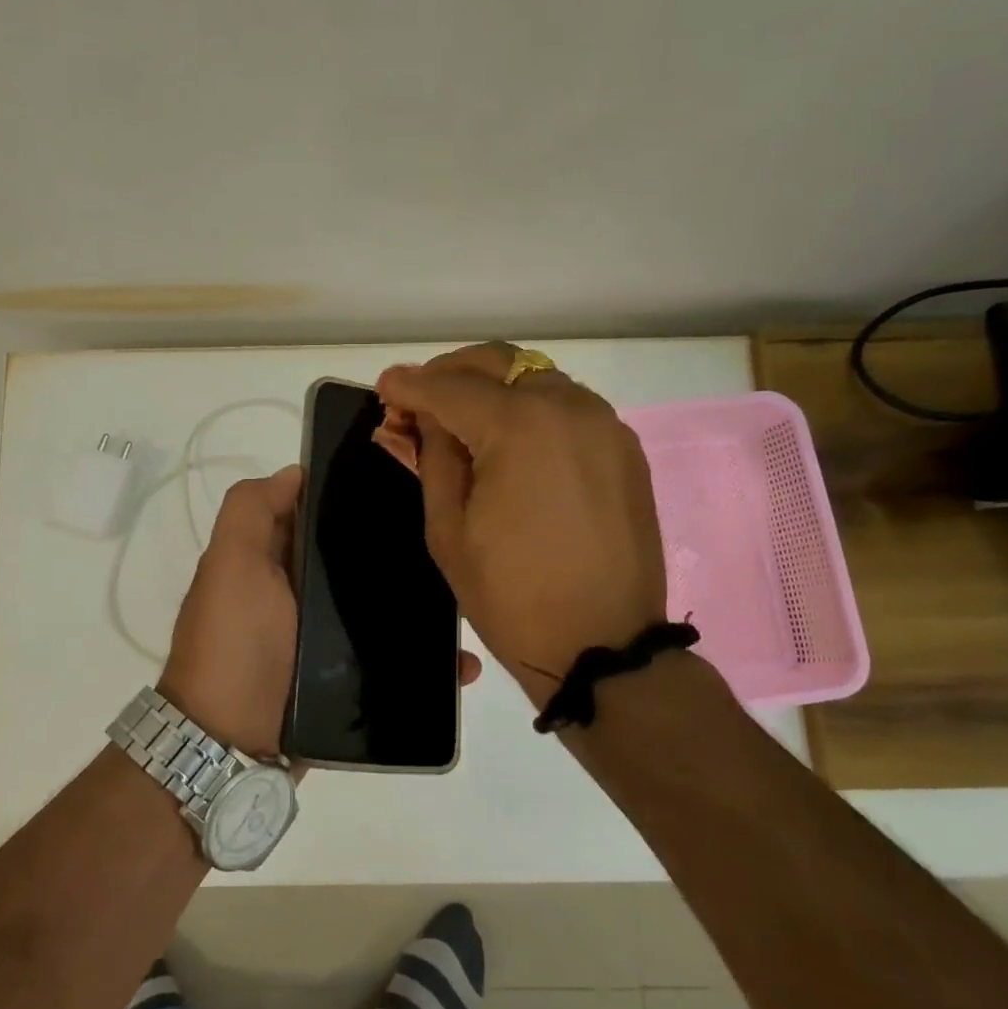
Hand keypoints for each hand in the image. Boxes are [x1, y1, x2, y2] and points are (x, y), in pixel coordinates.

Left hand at [159, 462, 486, 756]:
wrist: (230, 745)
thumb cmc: (233, 642)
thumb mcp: (230, 565)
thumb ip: (251, 512)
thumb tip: (296, 472)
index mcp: (275, 560)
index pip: (320, 513)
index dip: (354, 494)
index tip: (407, 482)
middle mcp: (301, 594)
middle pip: (359, 561)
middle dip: (401, 552)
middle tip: (453, 544)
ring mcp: (326, 640)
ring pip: (383, 609)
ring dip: (423, 607)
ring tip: (468, 605)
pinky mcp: (349, 680)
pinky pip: (395, 660)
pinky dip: (426, 661)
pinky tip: (462, 664)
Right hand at [376, 343, 668, 707]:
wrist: (604, 646)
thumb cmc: (512, 595)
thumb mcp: (449, 530)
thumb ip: (433, 459)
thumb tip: (420, 420)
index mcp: (519, 426)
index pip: (449, 387)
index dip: (409, 385)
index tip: (384, 388)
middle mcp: (568, 406)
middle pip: (499, 362)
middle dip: (451, 373)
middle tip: (420, 401)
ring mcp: (604, 424)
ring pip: (536, 378)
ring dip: (493, 388)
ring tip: (462, 423)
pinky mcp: (623, 448)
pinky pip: (567, 407)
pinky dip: (530, 409)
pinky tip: (510, 444)